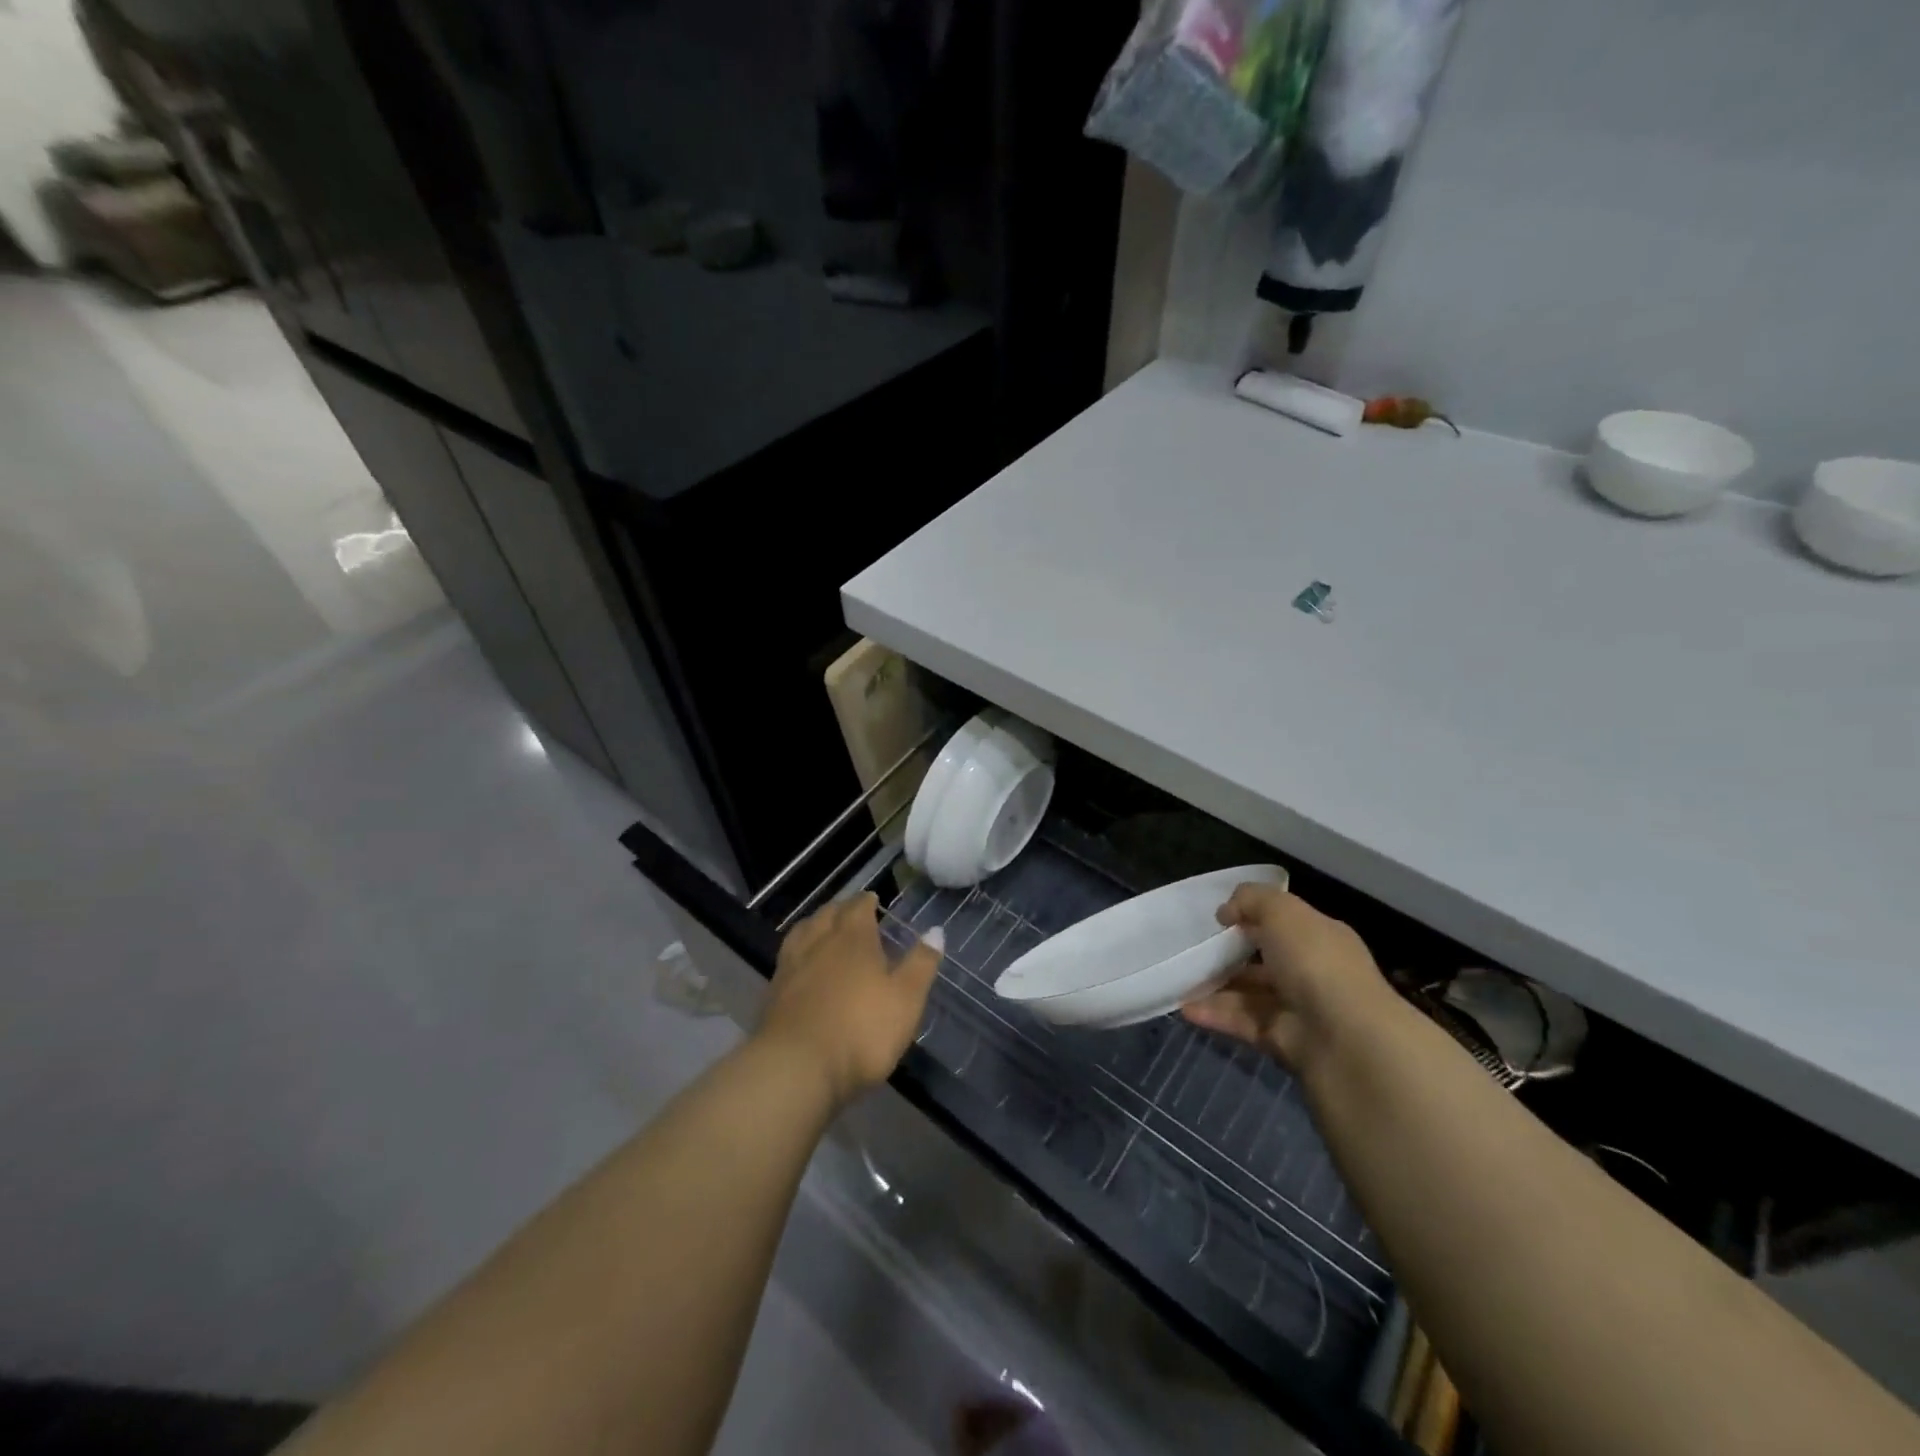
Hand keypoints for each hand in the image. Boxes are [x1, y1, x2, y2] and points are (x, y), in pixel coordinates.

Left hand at [757, 893, 942, 1107]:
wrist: (797, 1068)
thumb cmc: (861, 1030)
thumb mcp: (906, 999)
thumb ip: (921, 963)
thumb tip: (936, 930)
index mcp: (853, 937)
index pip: (858, 907)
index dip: (867, 901)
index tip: (873, 900)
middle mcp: (819, 942)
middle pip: (828, 914)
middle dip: (841, 910)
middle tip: (852, 913)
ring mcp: (792, 966)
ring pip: (803, 932)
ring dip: (815, 925)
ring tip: (824, 929)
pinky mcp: (773, 993)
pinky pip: (787, 957)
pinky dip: (798, 951)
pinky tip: (802, 965)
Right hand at [1181, 882, 1393, 1071]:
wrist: (1346, 1040)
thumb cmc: (1315, 963)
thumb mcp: (1282, 912)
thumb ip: (1252, 900)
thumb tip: (1227, 911)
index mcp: (1321, 938)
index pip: (1285, 924)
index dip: (1253, 918)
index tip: (1219, 919)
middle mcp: (1313, 972)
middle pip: (1265, 961)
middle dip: (1230, 955)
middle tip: (1192, 950)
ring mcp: (1299, 1009)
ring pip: (1250, 994)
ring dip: (1216, 987)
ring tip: (1180, 979)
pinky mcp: (1282, 1041)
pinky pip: (1243, 1023)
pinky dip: (1215, 1015)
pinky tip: (1185, 1008)